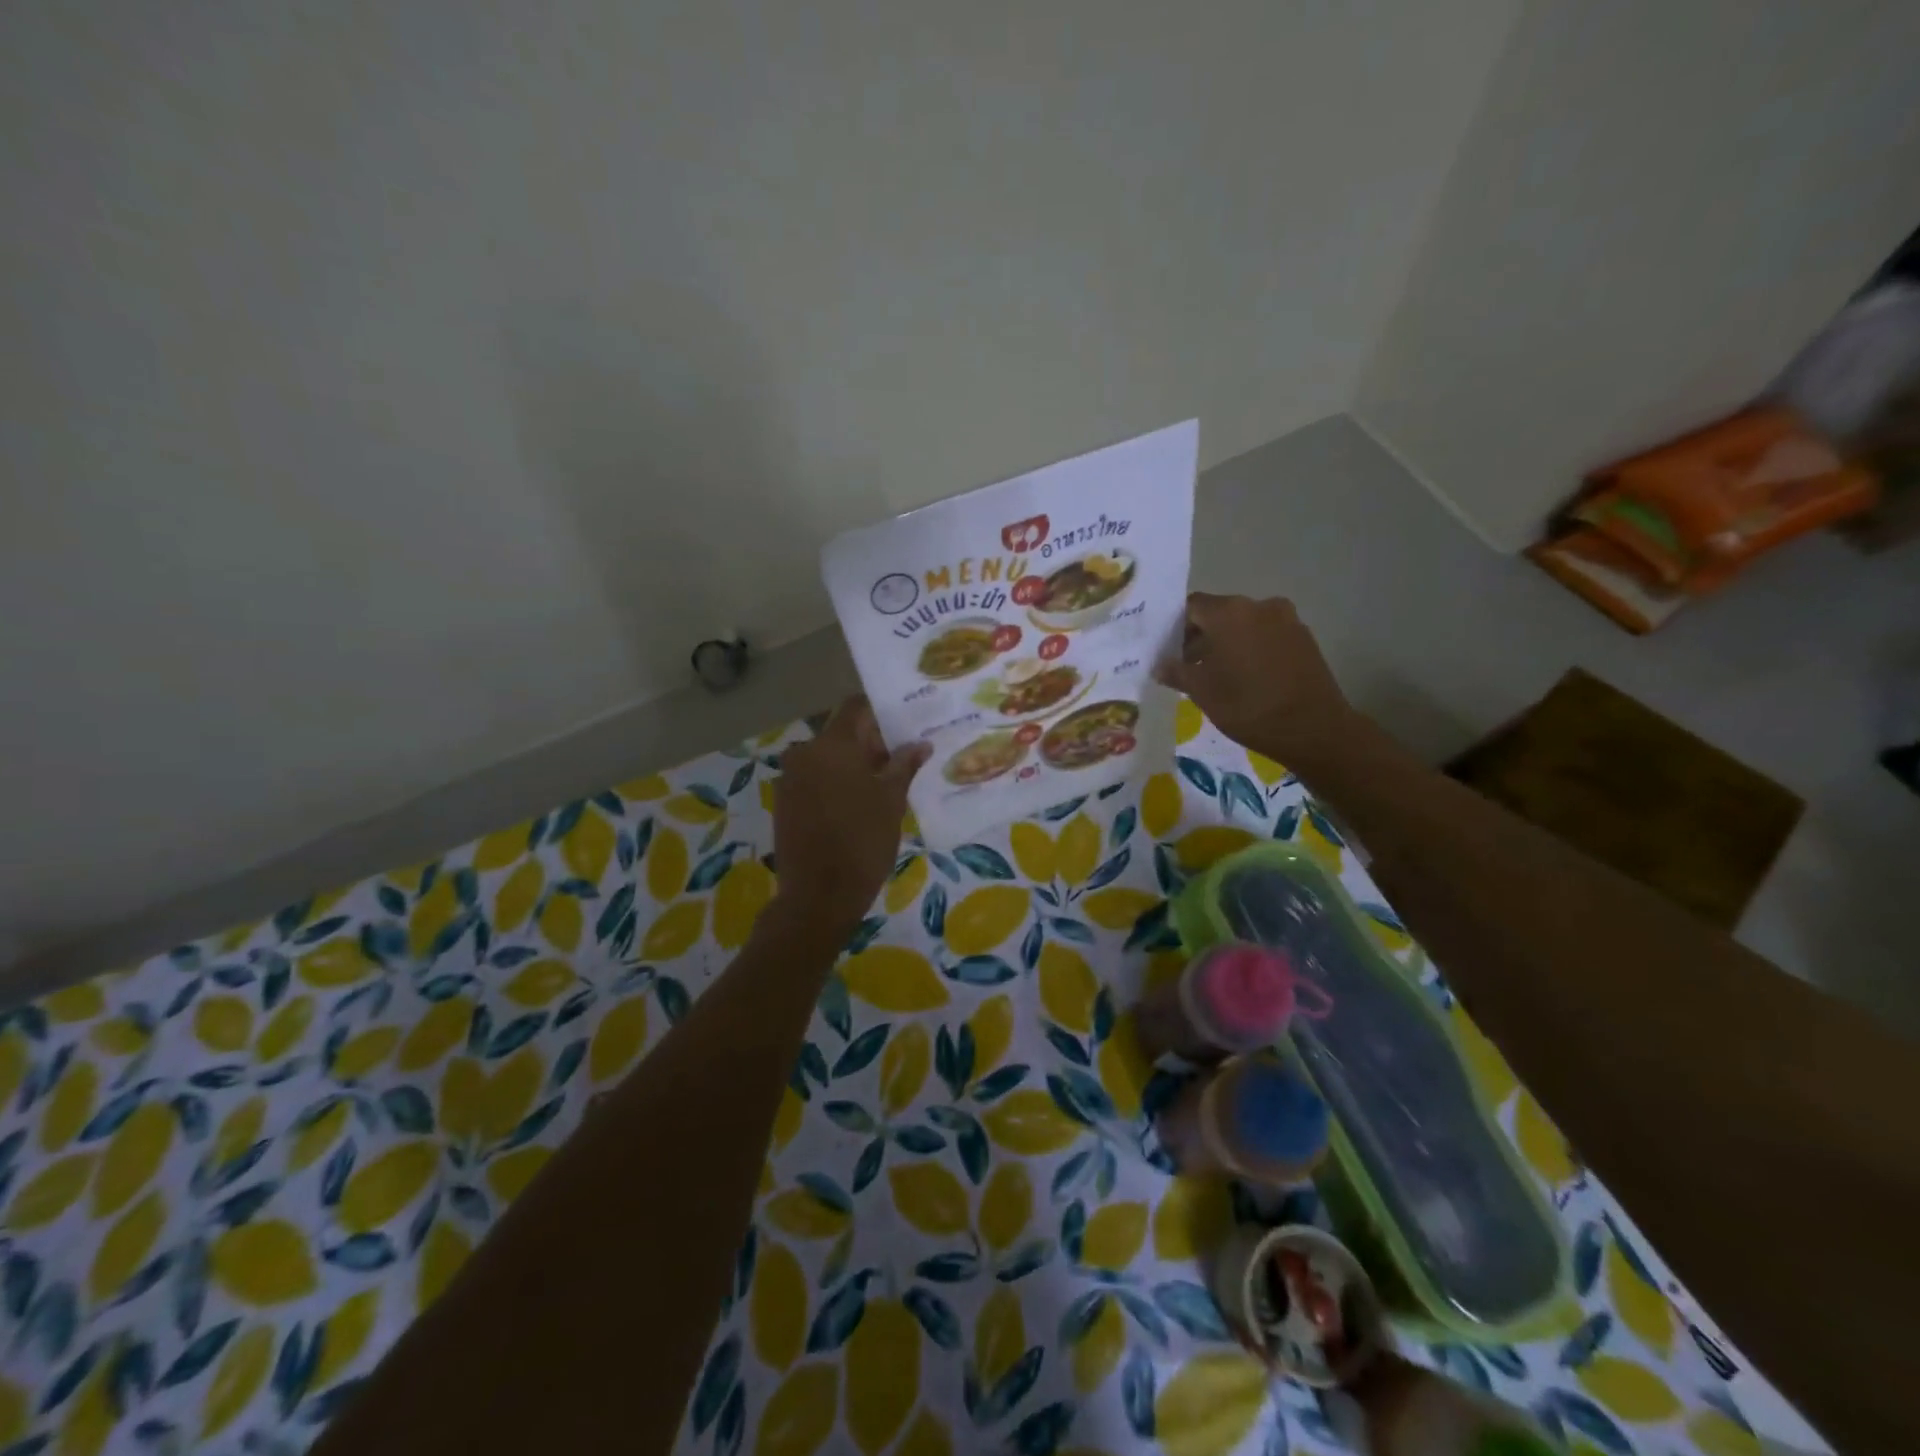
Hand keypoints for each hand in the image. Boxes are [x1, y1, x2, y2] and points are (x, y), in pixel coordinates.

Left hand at [770, 697, 928, 938]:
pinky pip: (815, 778)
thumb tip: (920, 744)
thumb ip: (904, 765)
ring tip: (884, 787)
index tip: (904, 727)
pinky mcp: (785, 801)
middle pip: (842, 734)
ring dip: (854, 765)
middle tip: (902, 762)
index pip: (856, 708)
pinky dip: (836, 783)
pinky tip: (858, 805)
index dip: (881, 713)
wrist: (818, 896)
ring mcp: (791, 777)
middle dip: (871, 744)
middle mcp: (805, 752)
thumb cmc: (863, 841)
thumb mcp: (892, 801)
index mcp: (832, 745)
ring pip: (828, 758)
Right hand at [1156, 593, 1357, 767]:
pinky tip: (1247, 677)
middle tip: (1188, 666)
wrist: (1314, 729)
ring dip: (1227, 643)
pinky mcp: (1304, 638)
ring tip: (1218, 675)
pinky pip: (1267, 636)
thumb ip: (1176, 671)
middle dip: (1201, 636)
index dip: (1174, 627)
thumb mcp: (1202, 691)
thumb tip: (1160, 665)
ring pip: (1245, 625)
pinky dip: (1252, 649)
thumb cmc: (1248, 706)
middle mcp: (1259, 606)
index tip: (1167, 652)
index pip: (1191, 607)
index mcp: (1229, 612)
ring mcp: (1286, 620)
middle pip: (1219, 613)